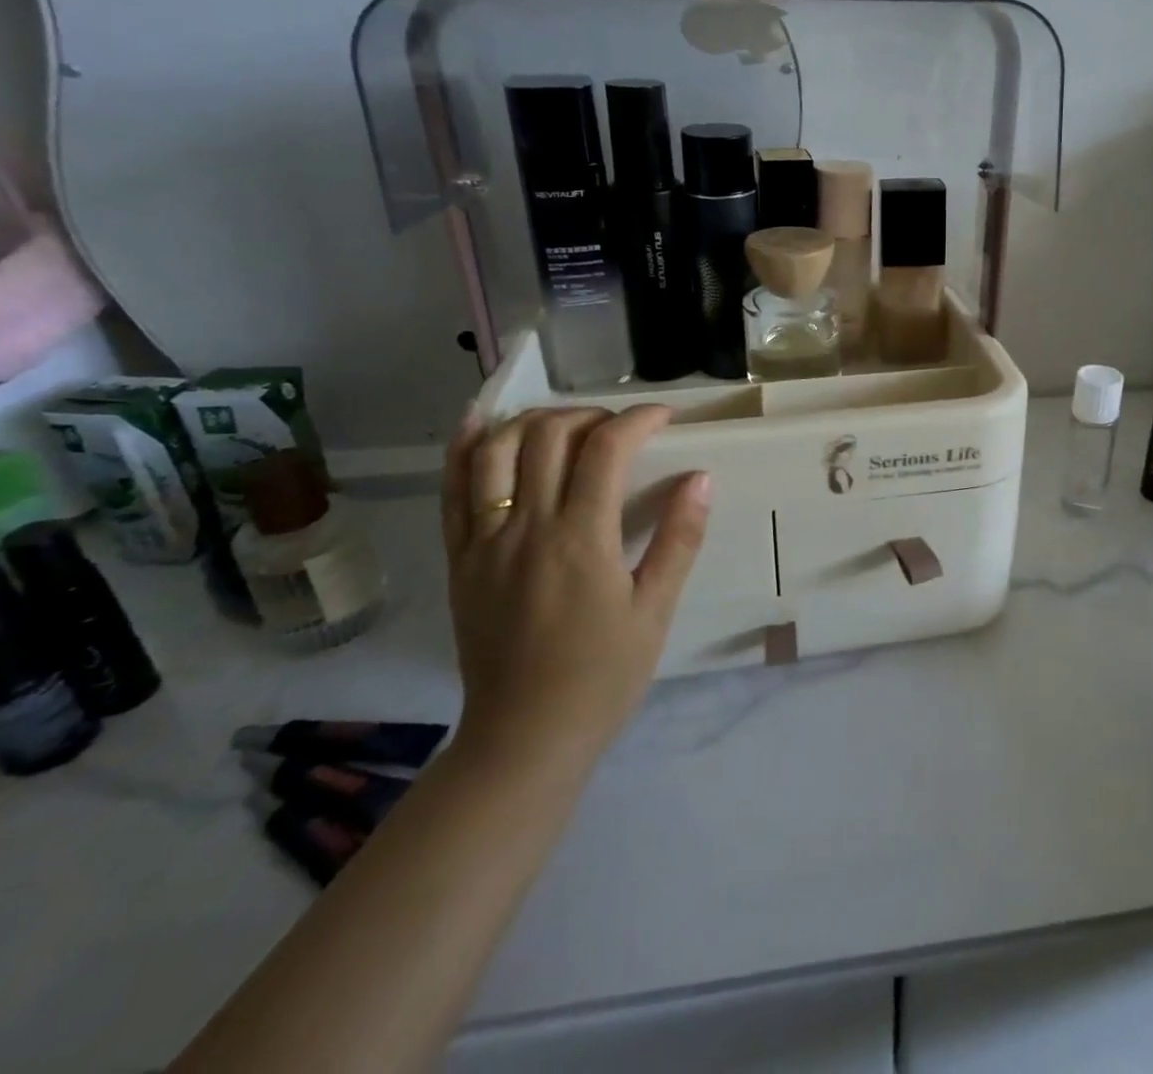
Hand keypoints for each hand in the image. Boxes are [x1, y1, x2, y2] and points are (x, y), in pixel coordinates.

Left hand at [440, 406, 709, 760]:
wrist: (524, 738)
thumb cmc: (603, 676)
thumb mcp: (656, 610)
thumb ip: (678, 539)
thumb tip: (700, 478)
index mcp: (580, 538)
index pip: (607, 448)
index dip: (639, 419)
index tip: (665, 417)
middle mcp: (526, 527)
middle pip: (549, 435)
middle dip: (590, 415)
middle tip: (619, 429)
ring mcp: (483, 541)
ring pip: (496, 450)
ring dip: (533, 421)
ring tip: (564, 425)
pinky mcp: (459, 559)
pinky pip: (452, 490)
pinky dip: (466, 447)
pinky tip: (482, 422)